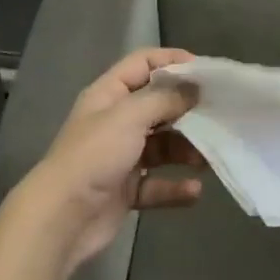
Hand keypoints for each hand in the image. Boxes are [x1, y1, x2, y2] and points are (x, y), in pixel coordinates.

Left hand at [21, 48, 203, 271]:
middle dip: (186, 110)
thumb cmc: (95, 155)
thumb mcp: (130, 116)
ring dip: (185, 150)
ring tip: (207, 158)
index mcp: (108, 95)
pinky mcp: (125, 190)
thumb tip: (193, 88)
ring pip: (161, 146)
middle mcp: (114, 121)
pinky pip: (157, 184)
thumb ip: (164, 99)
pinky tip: (194, 190)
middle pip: (156, 106)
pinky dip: (175, 187)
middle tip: (217, 114)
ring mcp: (120, 157)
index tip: (205, 71)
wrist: (62, 217)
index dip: (172, 61)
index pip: (142, 64)